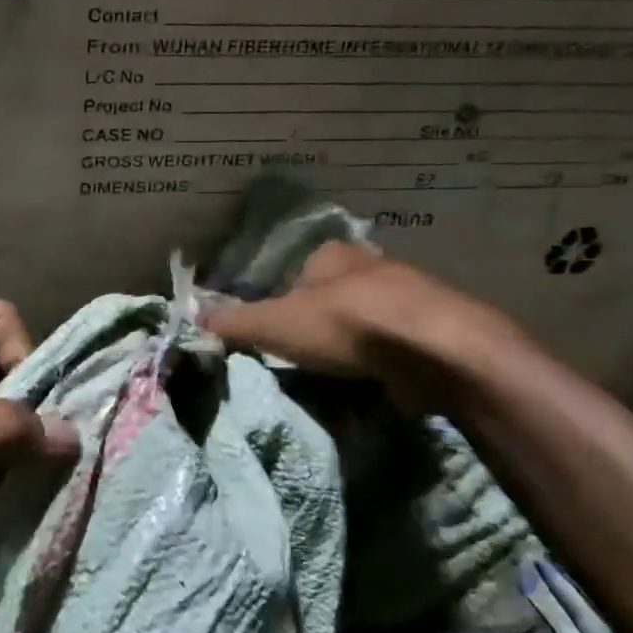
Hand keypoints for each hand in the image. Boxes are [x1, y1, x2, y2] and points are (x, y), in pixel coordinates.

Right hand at [203, 241, 525, 414]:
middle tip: (306, 353)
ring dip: (356, 340)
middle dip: (322, 320)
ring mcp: (411, 294)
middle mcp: (372, 264)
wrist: (434, 349)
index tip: (278, 330)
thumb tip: (194, 318)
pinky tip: (378, 377)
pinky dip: (385, 357)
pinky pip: (399, 341)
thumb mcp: (274, 324)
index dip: (284, 297)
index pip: (299, 269)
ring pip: (371, 316)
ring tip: (341, 371)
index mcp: (332, 254)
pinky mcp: (438, 327)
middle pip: (336, 292)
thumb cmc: (344, 325)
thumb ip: (235, 322)